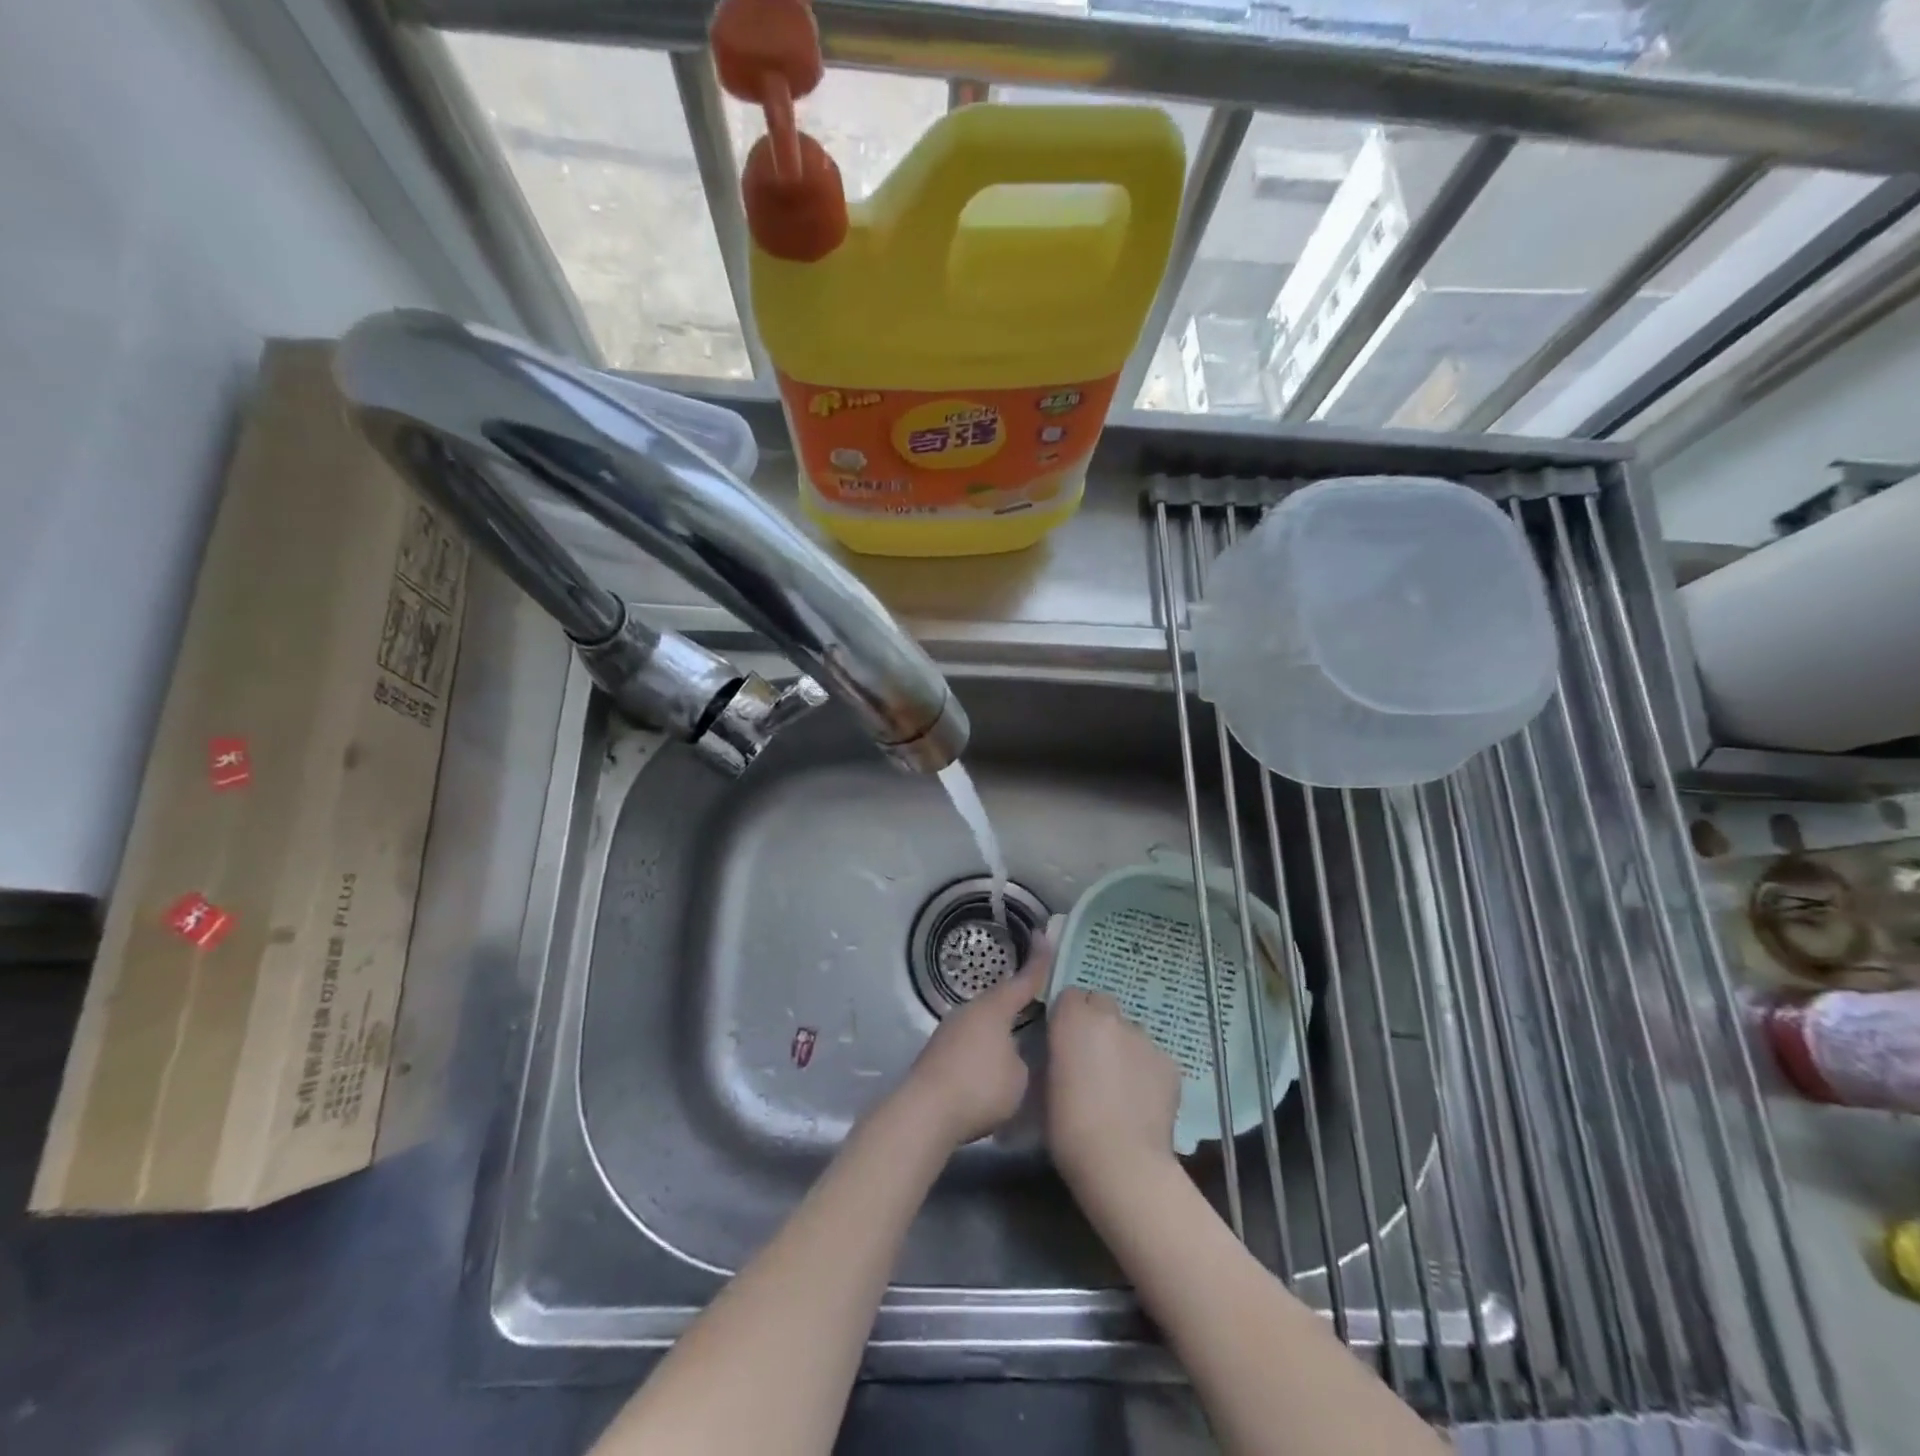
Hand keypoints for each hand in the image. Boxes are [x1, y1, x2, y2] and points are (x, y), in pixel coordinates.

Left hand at [897, 933, 1051, 1146]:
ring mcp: (950, 1030)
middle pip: (1000, 999)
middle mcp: (970, 1010)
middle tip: (1039, 999)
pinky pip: (970, 1040)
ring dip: (999, 1028)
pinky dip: (984, 1046)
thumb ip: (1022, 1058)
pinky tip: (990, 1064)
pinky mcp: (938, 1052)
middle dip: (1018, 1000)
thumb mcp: (1019, 1077)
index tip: (1043, 936)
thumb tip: (1012, 1055)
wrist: (925, 1112)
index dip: (1038, 961)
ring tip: (1017, 1038)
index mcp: (994, 1008)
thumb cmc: (980, 1087)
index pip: (1023, 980)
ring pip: (983, 1021)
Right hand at [1045, 986, 1181, 1201]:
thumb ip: (1057, 1053)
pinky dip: (1146, 1071)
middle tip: (1092, 1058)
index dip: (1067, 1016)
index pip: (1069, 996)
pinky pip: (1152, 1057)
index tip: (1064, 1040)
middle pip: (1102, 1003)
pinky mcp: (1169, 1062)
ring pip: (1130, 1031)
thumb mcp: (1045, 1083)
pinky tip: (1142, 1101)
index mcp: (1073, 1018)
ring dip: (1122, 1047)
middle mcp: (1110, 1018)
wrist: (1121, 1161)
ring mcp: (1144, 1038)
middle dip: (1096, 1022)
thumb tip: (1065, 1051)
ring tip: (1120, 1086)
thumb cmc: (1068, 1126)